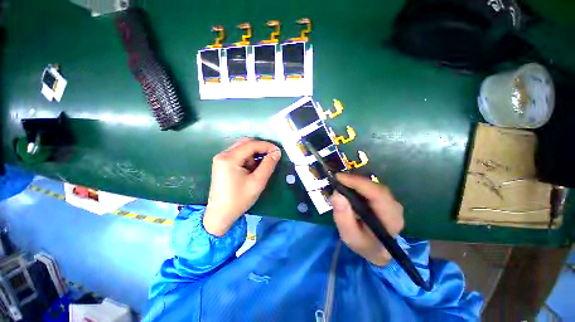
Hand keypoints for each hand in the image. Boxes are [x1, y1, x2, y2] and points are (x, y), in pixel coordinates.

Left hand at [203, 138, 280, 235]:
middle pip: (245, 143)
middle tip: (272, 156)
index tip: (278, 151)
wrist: (220, 215)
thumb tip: (276, 152)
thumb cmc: (239, 199)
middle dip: (260, 148)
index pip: (251, 145)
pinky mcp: (222, 164)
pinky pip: (238, 155)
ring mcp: (221, 159)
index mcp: (229, 158)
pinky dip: (248, 159)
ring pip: (242, 149)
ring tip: (260, 167)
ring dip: (254, 154)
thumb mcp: (257, 182)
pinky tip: (252, 169)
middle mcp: (223, 154)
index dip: (266, 146)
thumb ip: (268, 165)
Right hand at [331, 173, 403, 266]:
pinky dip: (358, 184)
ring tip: (340, 183)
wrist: (375, 248)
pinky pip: (371, 186)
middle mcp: (395, 207)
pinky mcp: (385, 198)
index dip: (358, 183)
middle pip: (375, 187)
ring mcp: (391, 201)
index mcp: (390, 219)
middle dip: (354, 181)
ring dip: (355, 181)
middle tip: (336, 180)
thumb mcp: (349, 235)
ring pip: (373, 184)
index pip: (377, 194)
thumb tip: (337, 194)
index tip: (339, 178)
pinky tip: (348, 186)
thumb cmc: (363, 243)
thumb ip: (343, 217)